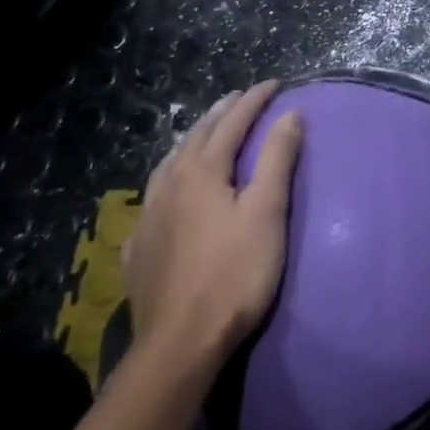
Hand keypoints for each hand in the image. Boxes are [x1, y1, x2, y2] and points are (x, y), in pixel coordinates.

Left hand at [121, 81, 303, 359]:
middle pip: (197, 136)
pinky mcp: (139, 249)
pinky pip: (153, 198)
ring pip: (169, 163)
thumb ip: (277, 159)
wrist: (179, 345)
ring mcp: (150, 217)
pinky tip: (168, 193)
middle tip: (239, 98)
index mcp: (203, 171)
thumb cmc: (234, 273)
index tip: (274, 84)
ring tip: (204, 133)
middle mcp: (170, 184)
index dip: (254, 100)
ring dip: (192, 141)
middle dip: (222, 113)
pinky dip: (169, 179)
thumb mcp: (267, 212)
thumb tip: (289, 114)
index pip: (233, 122)